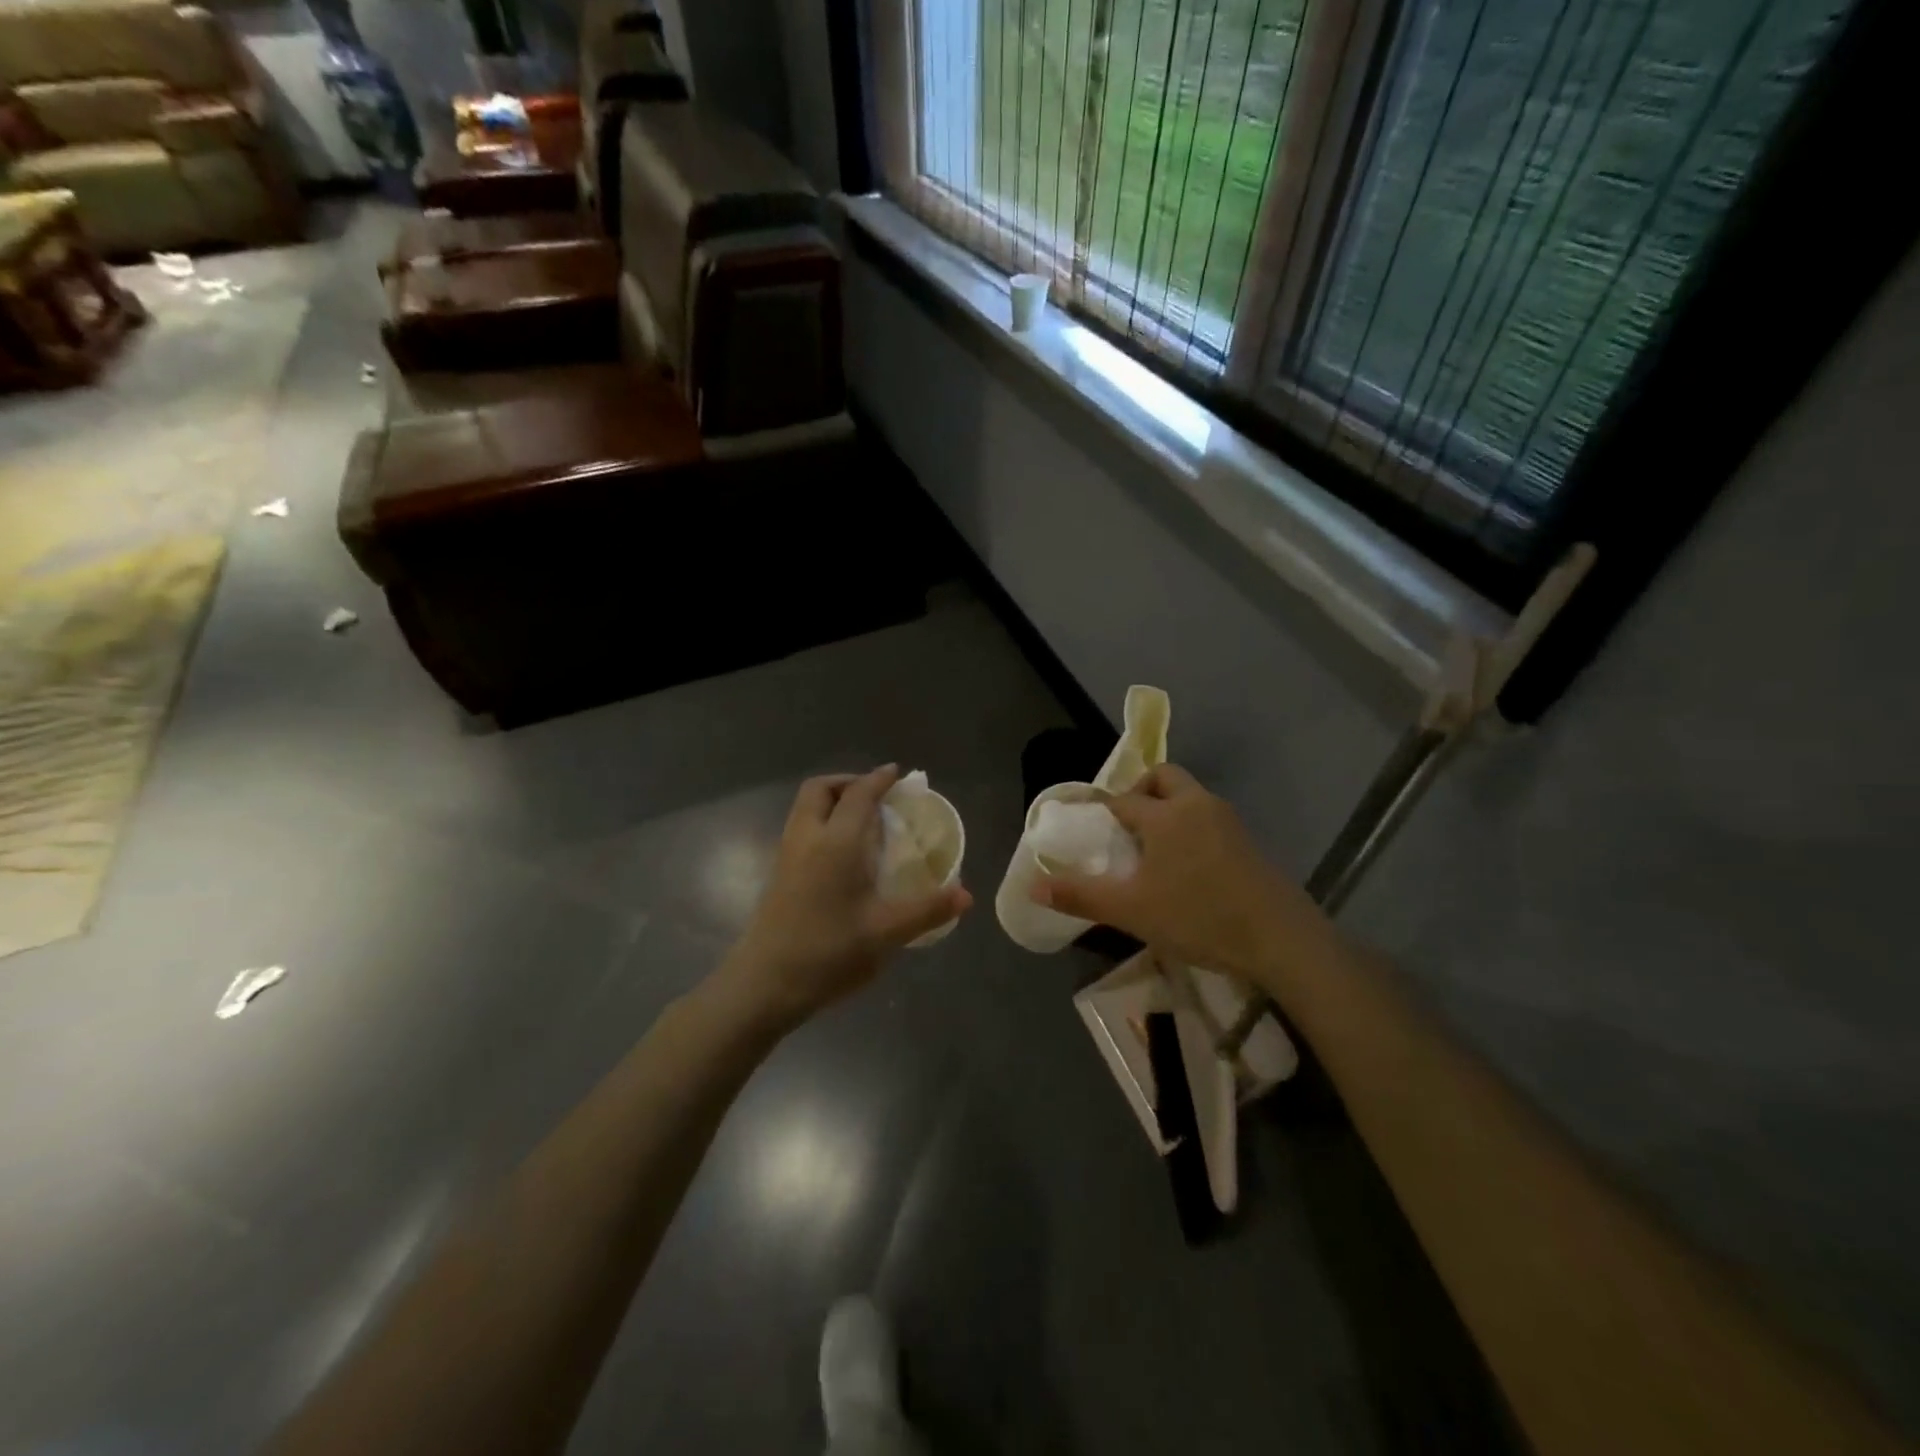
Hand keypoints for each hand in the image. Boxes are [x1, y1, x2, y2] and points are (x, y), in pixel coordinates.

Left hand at [722, 766, 971, 1027]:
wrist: (764, 984)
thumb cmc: (828, 952)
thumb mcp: (886, 932)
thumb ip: (927, 910)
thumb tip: (966, 895)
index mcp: (836, 842)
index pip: (859, 794)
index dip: (879, 779)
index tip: (898, 774)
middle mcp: (808, 838)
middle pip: (821, 789)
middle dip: (848, 782)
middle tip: (876, 797)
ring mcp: (787, 855)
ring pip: (806, 808)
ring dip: (833, 802)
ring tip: (863, 822)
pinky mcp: (778, 874)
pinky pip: (802, 828)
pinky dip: (823, 823)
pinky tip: (843, 855)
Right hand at [1032, 764, 1327, 991]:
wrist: (1280, 938)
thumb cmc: (1198, 917)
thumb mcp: (1131, 911)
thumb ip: (1081, 896)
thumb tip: (1033, 887)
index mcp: (1164, 815)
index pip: (1123, 799)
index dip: (1103, 809)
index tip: (1089, 826)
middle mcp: (1196, 805)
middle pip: (1164, 777)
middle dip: (1141, 790)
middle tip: (1126, 823)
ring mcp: (1228, 820)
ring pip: (1190, 796)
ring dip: (1168, 807)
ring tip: (1152, 848)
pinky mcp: (1248, 841)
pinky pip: (1209, 818)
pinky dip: (1191, 825)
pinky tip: (1187, 866)